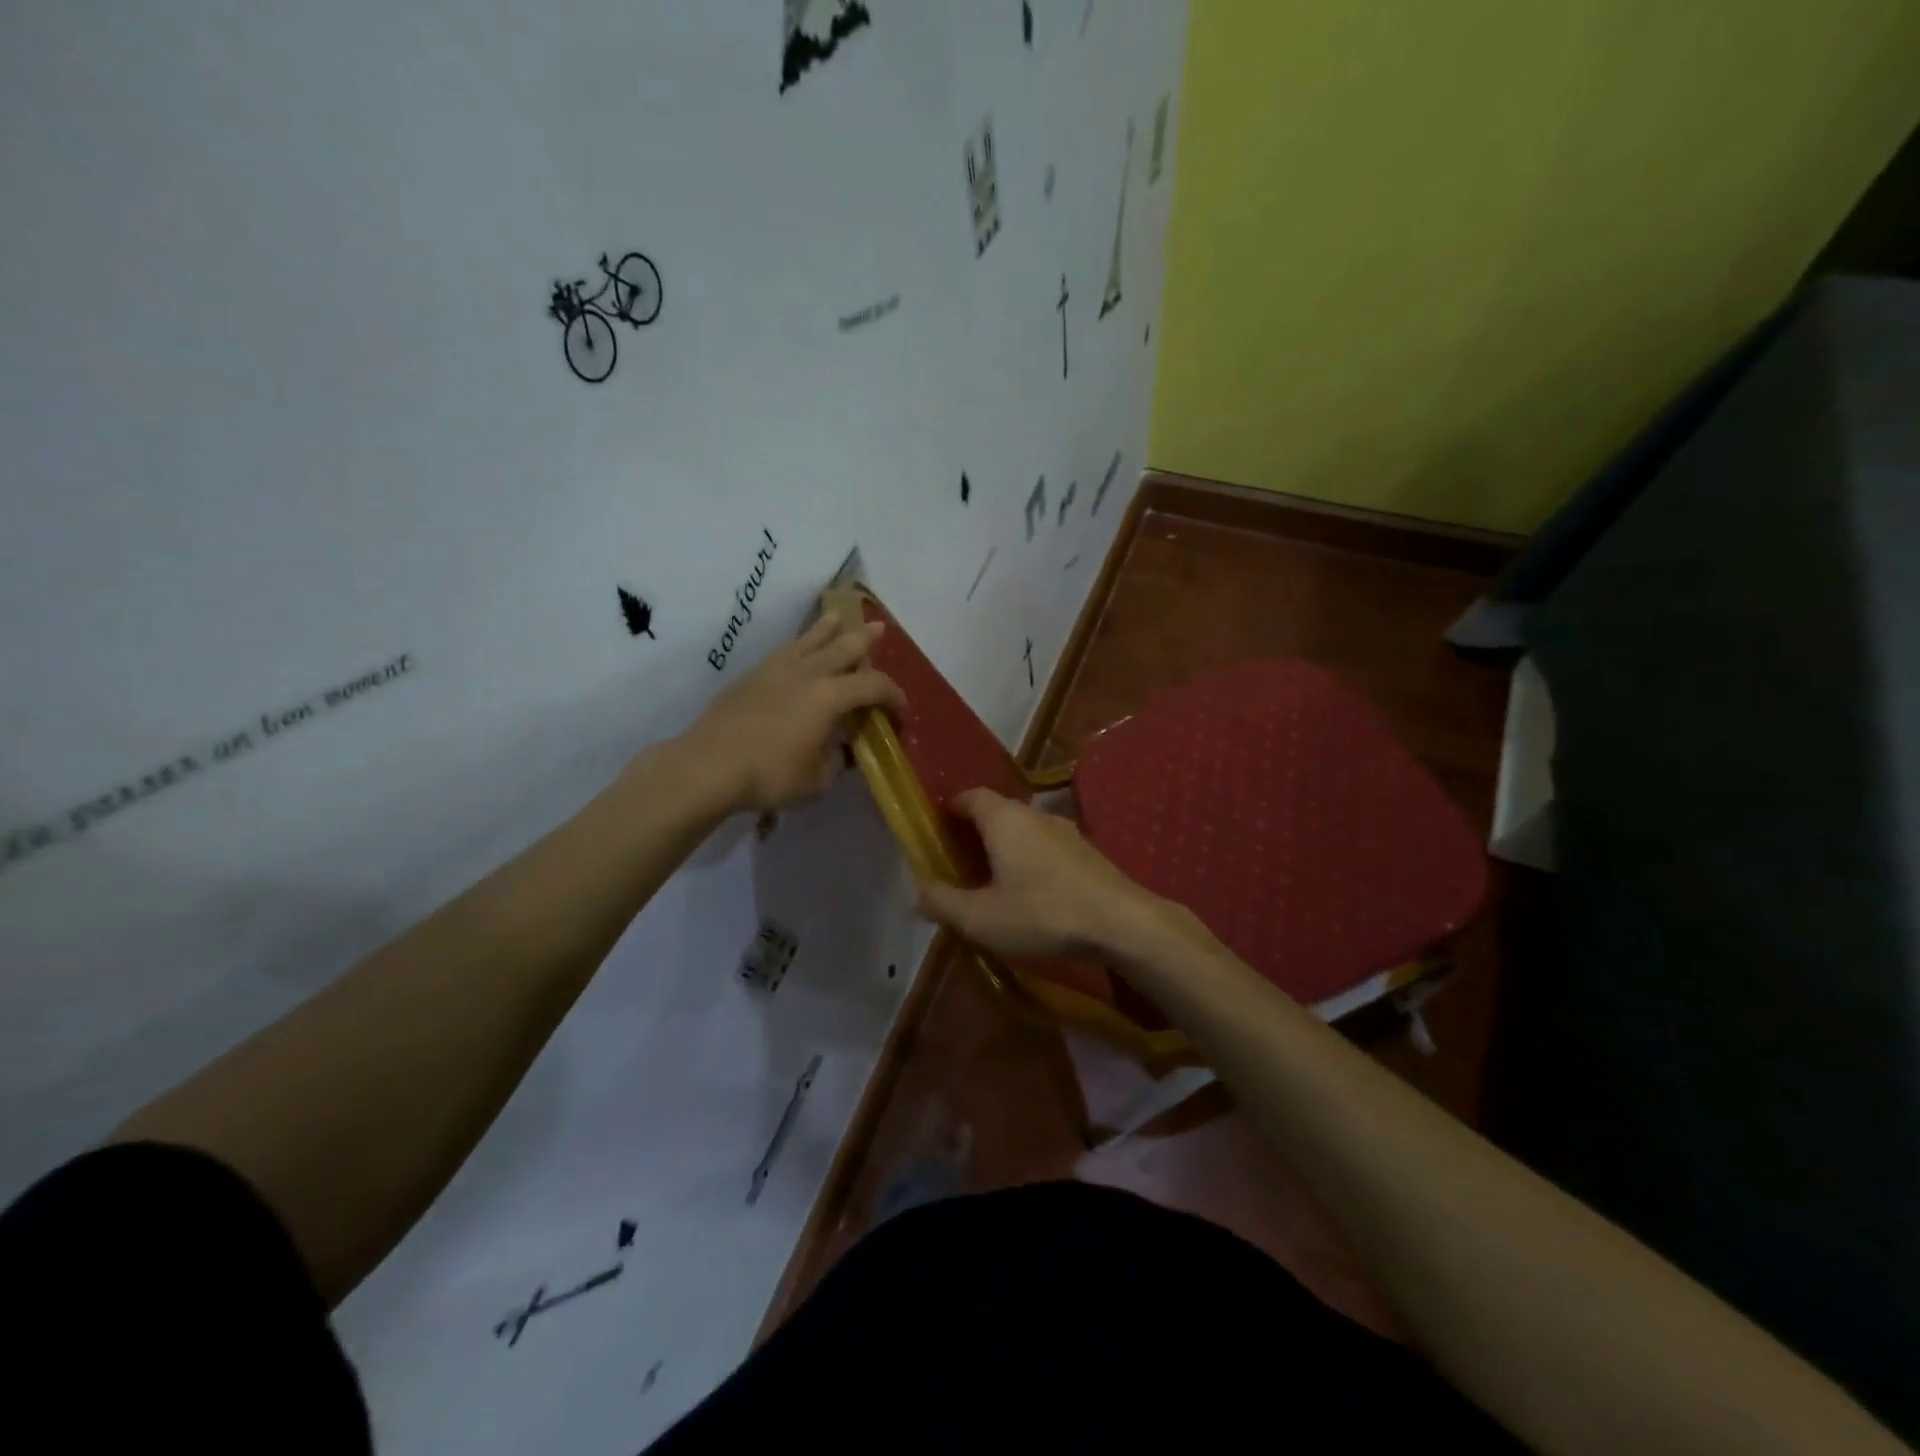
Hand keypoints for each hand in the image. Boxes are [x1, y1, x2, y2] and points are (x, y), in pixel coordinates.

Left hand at [681, 613, 904, 813]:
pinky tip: (797, 649)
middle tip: (878, 628)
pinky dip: (798, 645)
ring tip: (837, 616)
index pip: (872, 687)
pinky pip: (784, 651)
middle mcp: (806, 674)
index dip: (894, 696)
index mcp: (829, 696)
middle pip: (842, 648)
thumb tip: (840, 751)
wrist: (708, 766)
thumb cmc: (770, 775)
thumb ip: (836, 761)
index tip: (902, 712)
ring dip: (827, 628)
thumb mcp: (818, 780)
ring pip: (808, 640)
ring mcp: (775, 671)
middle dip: (864, 639)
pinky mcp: (750, 678)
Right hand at [914, 789, 1162, 959]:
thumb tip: (916, 890)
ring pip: (1023, 829)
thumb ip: (943, 902)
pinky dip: (1028, 858)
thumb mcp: (982, 918)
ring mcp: (1066, 830)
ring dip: (1003, 847)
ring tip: (991, 880)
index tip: (936, 832)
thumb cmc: (1043, 913)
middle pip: (996, 811)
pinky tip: (1030, 891)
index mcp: (1004, 819)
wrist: (1122, 922)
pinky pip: (1045, 845)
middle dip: (974, 832)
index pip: (970, 796)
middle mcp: (1034, 814)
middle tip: (958, 862)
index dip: (950, 810)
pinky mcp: (1086, 851)